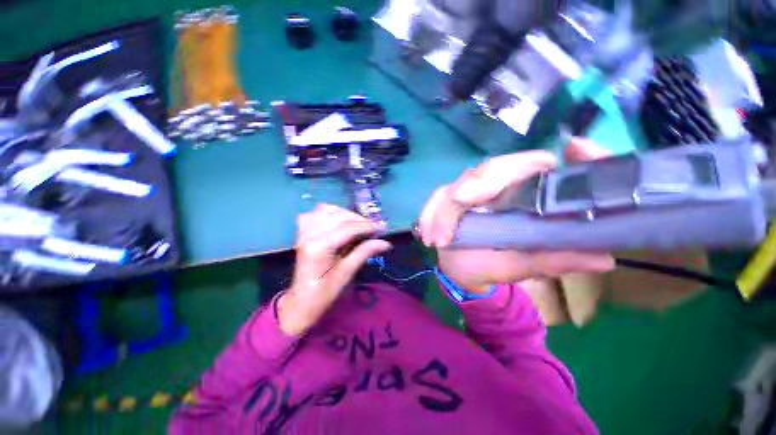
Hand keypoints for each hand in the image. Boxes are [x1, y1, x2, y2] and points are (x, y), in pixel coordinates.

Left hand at [278, 204, 391, 335]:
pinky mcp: (302, 232)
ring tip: (358, 224)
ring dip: (346, 214)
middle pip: (339, 216)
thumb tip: (385, 243)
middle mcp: (309, 234)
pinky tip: (338, 221)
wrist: (301, 301)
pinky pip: (316, 213)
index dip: (367, 226)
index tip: (383, 228)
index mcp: (319, 247)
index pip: (348, 228)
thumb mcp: (346, 273)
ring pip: (327, 210)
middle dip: (359, 219)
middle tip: (374, 228)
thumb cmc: (324, 292)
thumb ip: (364, 253)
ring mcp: (303, 231)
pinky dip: (330, 213)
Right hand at [418, 139, 615, 293]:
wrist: (463, 267)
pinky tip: (428, 234)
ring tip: (439, 237)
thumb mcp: (524, 264)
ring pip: (460, 182)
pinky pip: (436, 198)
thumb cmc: (494, 264)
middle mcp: (497, 184)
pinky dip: (430, 214)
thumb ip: (553, 259)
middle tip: (463, 200)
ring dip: (447, 206)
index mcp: (523, 194)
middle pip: (493, 168)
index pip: (538, 165)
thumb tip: (605, 258)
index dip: (543, 159)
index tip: (565, 151)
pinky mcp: (447, 196)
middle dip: (479, 182)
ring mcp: (469, 189)